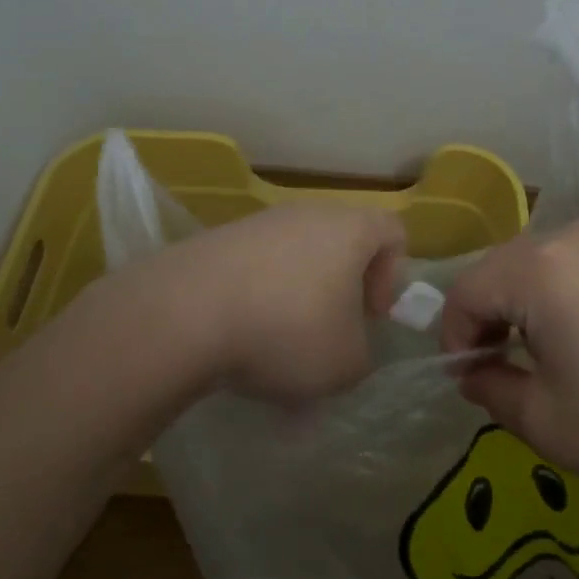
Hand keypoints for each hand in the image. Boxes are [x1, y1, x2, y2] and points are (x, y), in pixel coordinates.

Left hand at [121, 203, 407, 402]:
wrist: (186, 312)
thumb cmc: (288, 330)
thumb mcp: (346, 364)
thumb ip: (362, 355)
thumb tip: (347, 349)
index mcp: (350, 229)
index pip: (393, 232)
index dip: (393, 276)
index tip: (370, 316)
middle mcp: (308, 213)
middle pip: (341, 242)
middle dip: (342, 288)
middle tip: (329, 332)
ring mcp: (259, 222)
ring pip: (296, 255)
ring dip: (297, 296)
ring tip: (278, 344)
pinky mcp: (218, 239)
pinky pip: (256, 266)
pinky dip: (258, 296)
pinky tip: (241, 335)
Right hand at [438, 217, 578, 507]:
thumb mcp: (550, 424)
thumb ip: (491, 391)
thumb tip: (473, 371)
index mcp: (539, 269)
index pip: (466, 291)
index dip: (455, 337)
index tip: (471, 379)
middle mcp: (572, 235)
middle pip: (501, 269)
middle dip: (490, 317)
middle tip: (503, 370)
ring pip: (540, 263)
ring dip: (527, 303)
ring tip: (548, 355)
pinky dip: (565, 292)